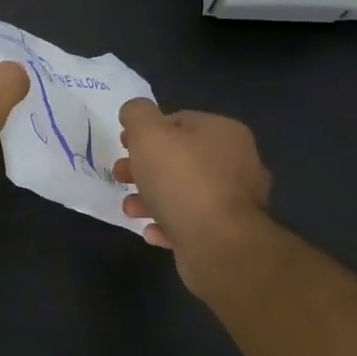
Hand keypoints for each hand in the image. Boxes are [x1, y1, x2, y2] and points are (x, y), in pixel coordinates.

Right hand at [114, 99, 270, 298]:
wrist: (219, 244)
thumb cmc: (182, 180)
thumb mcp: (148, 134)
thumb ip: (137, 114)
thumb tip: (135, 112)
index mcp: (223, 133)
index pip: (179, 120)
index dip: (146, 131)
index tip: (123, 145)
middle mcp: (236, 163)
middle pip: (179, 158)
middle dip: (143, 167)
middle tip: (120, 176)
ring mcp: (235, 201)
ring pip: (183, 192)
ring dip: (150, 199)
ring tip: (130, 209)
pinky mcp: (228, 234)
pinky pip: (192, 223)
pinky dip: (169, 225)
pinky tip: (152, 232)